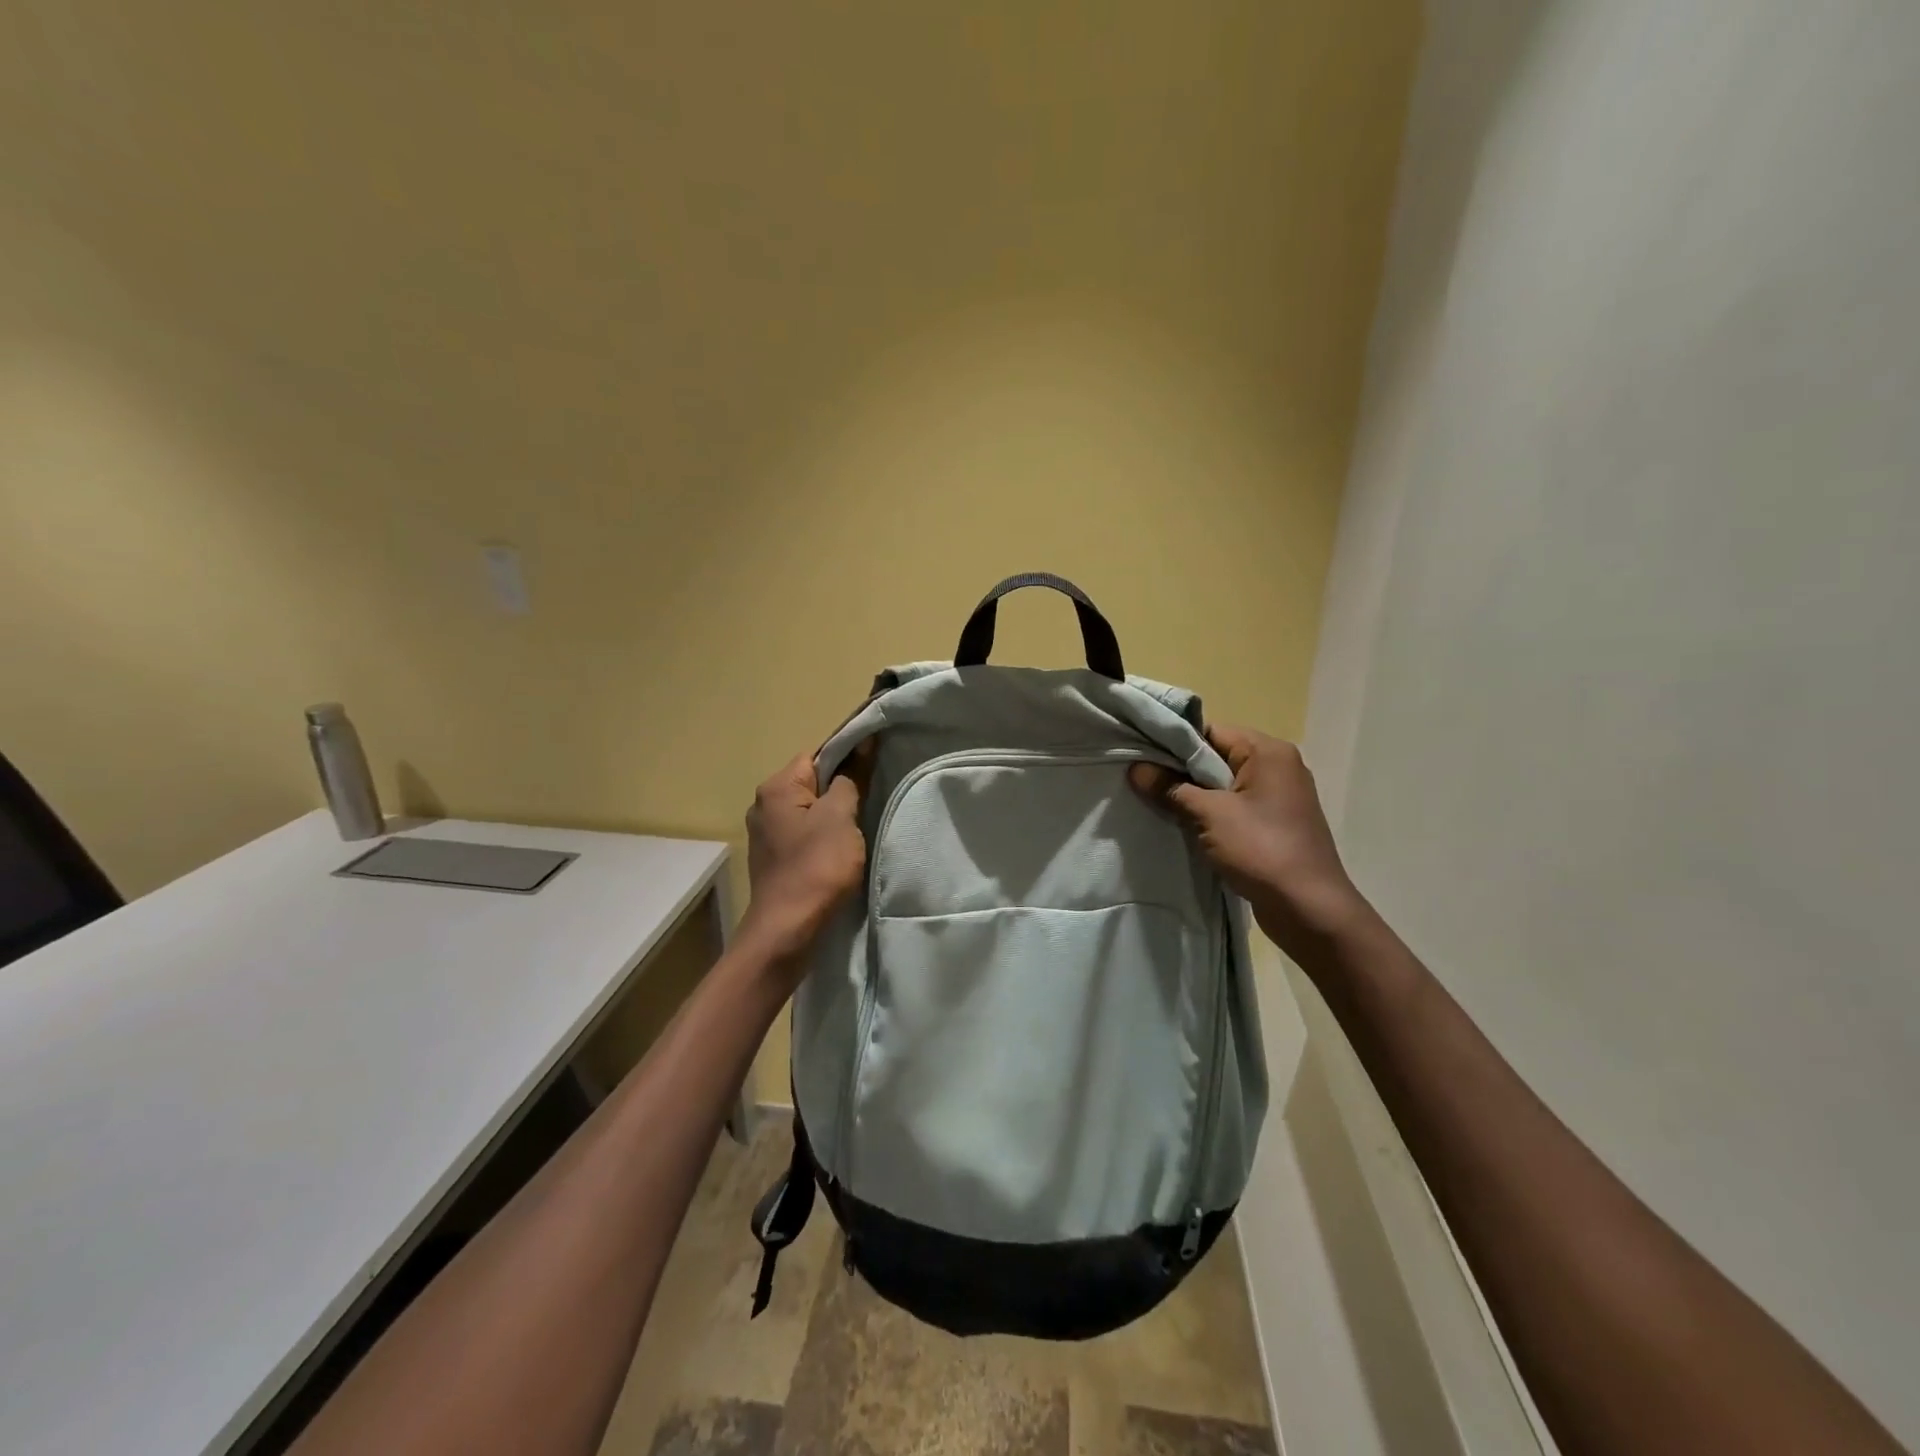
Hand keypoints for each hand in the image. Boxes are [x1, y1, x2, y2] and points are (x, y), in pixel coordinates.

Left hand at [738, 744, 872, 973]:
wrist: (788, 930)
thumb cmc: (817, 866)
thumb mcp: (841, 817)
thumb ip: (850, 779)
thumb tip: (861, 747)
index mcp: (776, 788)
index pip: (817, 756)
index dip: (848, 758)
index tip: (875, 768)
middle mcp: (763, 805)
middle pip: (811, 783)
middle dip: (841, 789)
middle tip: (871, 800)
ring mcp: (765, 834)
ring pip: (809, 811)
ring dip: (833, 816)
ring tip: (859, 828)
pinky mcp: (773, 859)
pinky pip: (803, 834)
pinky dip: (822, 837)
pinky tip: (840, 851)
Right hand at [1128, 725, 1367, 954]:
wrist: (1309, 908)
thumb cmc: (1261, 848)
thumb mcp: (1209, 814)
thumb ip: (1171, 788)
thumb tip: (1136, 769)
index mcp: (1268, 752)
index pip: (1211, 732)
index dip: (1173, 742)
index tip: (1141, 755)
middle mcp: (1278, 766)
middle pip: (1217, 756)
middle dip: (1180, 770)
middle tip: (1142, 780)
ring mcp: (1279, 797)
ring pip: (1224, 785)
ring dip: (1193, 794)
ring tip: (1157, 802)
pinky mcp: (1275, 824)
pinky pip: (1234, 807)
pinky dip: (1210, 813)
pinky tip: (1184, 825)